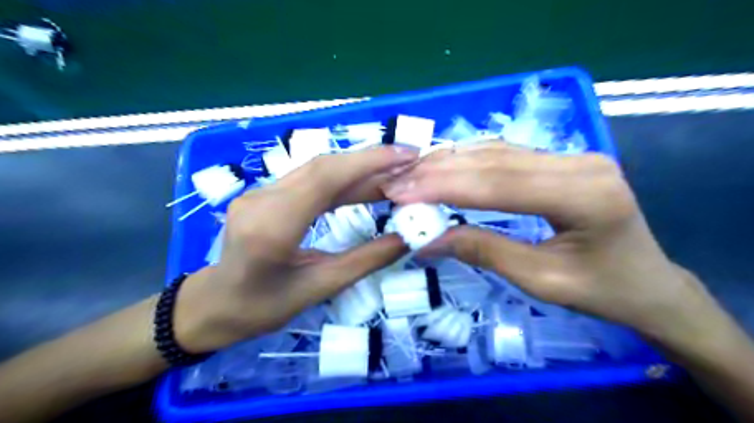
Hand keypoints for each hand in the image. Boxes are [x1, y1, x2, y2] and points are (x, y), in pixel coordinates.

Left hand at [172, 146, 415, 351]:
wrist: (214, 305)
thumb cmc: (263, 307)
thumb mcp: (319, 289)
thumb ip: (365, 261)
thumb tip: (407, 239)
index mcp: (272, 227)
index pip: (325, 178)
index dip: (369, 162)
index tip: (406, 156)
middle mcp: (262, 199)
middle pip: (322, 166)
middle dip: (369, 160)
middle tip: (408, 162)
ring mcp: (260, 192)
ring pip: (316, 169)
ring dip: (358, 169)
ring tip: (393, 173)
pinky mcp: (264, 193)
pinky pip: (309, 179)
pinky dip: (342, 179)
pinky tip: (364, 184)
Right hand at [386, 143, 719, 351]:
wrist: (648, 285)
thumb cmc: (602, 291)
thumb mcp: (540, 280)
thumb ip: (483, 251)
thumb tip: (426, 241)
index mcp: (586, 196)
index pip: (499, 183)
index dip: (444, 186)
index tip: (400, 192)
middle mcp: (581, 162)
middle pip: (494, 160)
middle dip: (439, 171)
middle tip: (395, 183)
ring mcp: (573, 156)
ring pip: (496, 151)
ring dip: (449, 162)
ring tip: (410, 175)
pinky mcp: (562, 160)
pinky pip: (506, 155)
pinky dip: (468, 161)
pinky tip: (441, 167)